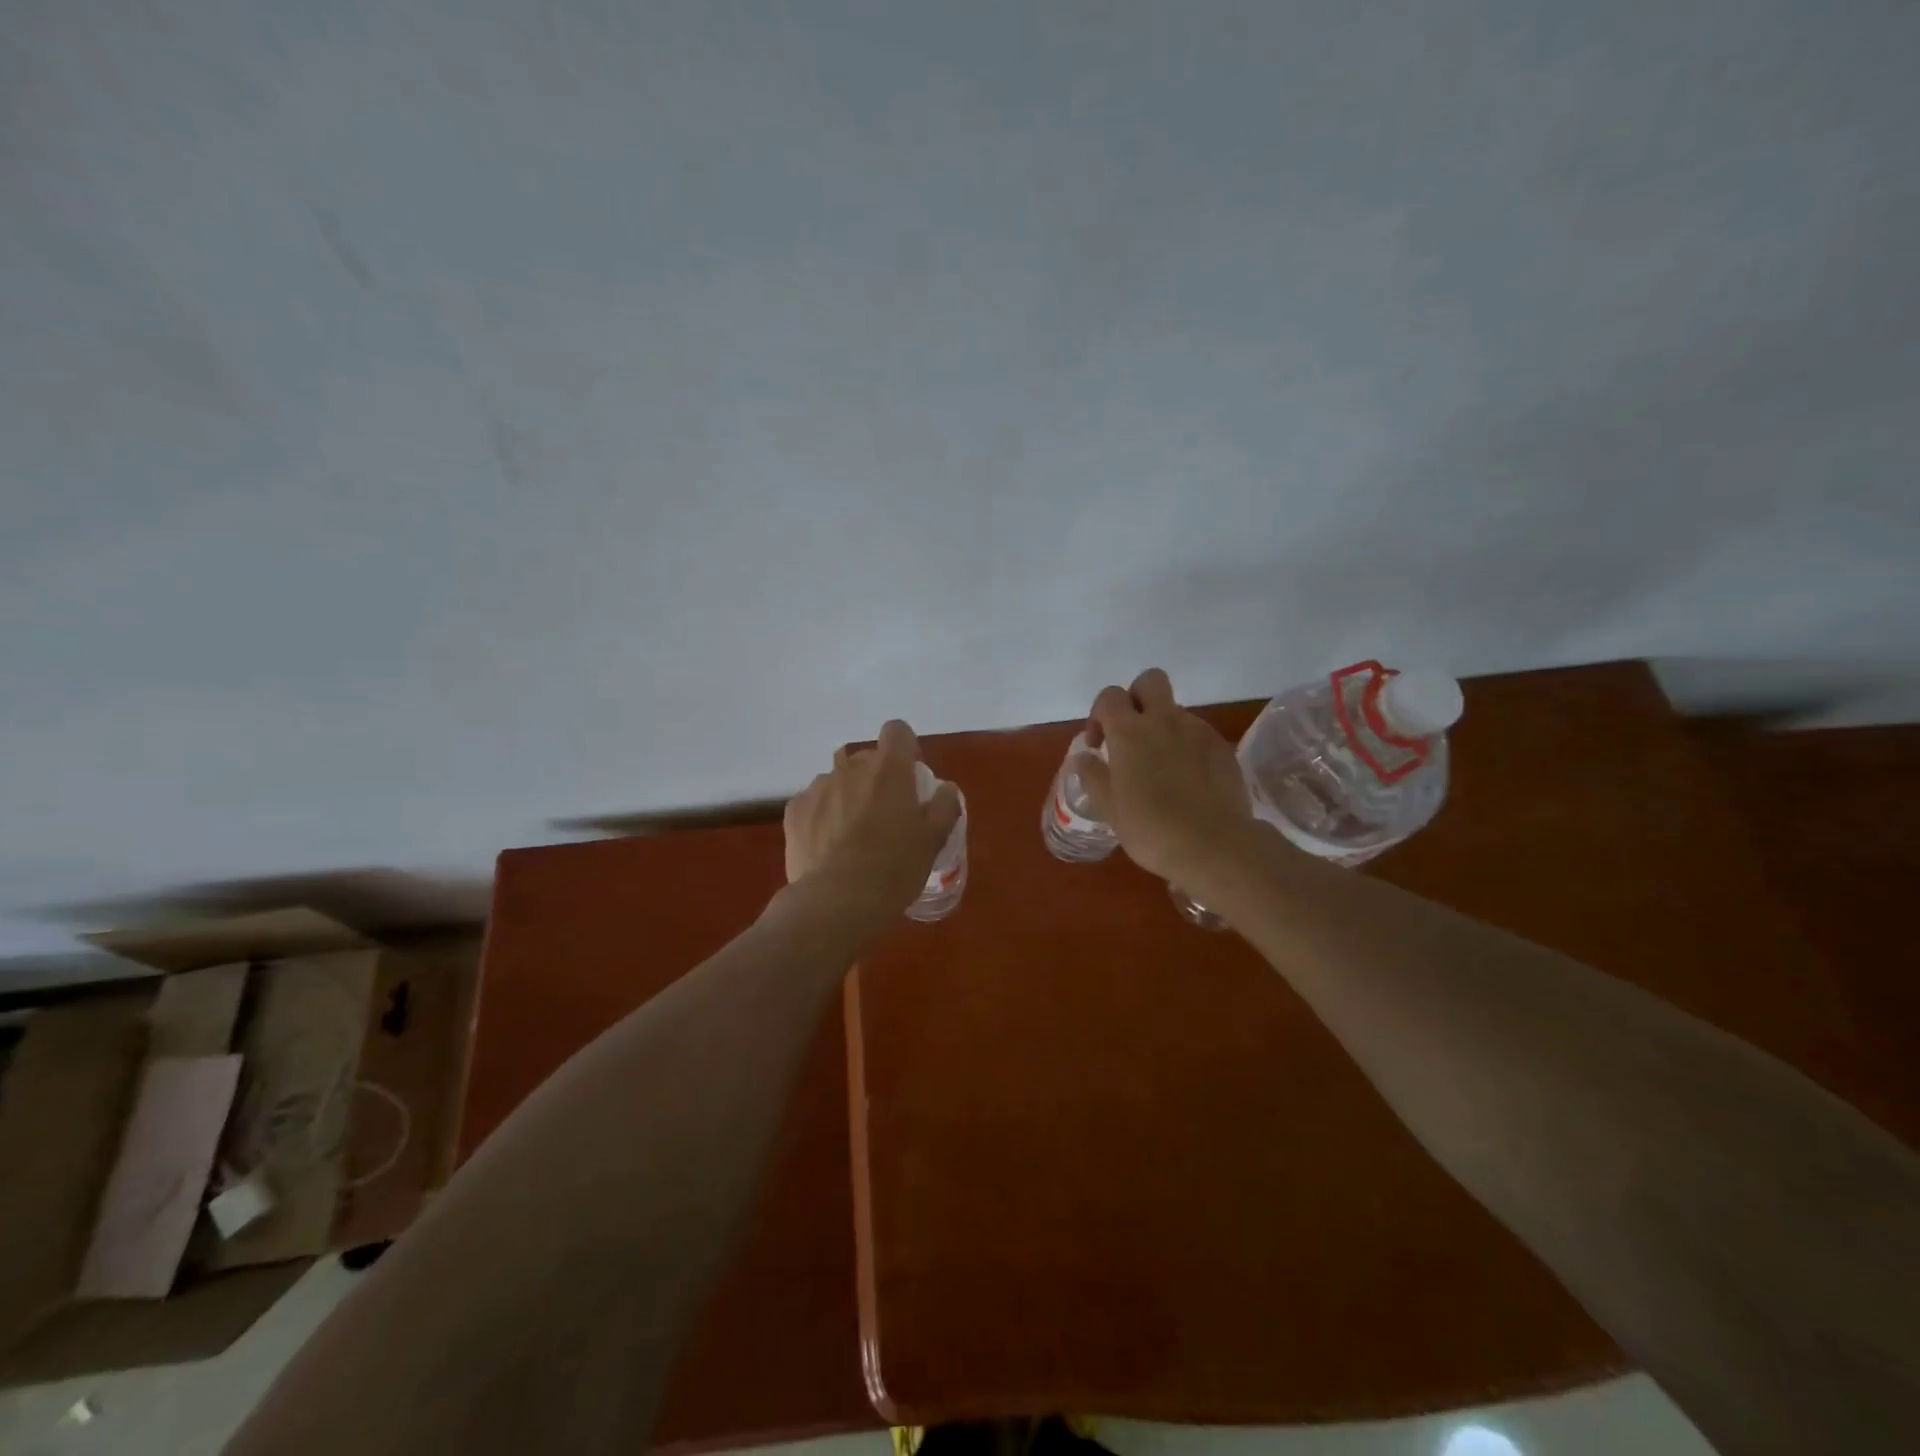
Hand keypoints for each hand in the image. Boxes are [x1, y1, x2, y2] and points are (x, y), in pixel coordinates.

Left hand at [784, 719, 961, 926]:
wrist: (835, 902)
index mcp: (889, 769)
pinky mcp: (794, 810)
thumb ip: (944, 806)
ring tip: (853, 835)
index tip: (910, 776)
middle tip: (886, 815)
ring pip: (838, 780)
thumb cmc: (894, 868)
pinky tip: (829, 846)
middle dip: (876, 778)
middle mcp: (851, 767)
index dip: (905, 748)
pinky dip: (822, 815)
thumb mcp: (933, 840)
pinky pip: (814, 802)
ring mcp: (818, 787)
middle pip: (867, 758)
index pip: (897, 731)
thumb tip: (945, 789)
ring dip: (848, 796)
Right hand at [1080, 668, 1254, 884]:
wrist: (1214, 845)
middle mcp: (1164, 720)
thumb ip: (1093, 776)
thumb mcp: (1108, 807)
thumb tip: (1085, 757)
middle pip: (1150, 681)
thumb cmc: (1150, 828)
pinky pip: (1199, 735)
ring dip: (1164, 727)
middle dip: (1137, 697)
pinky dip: (1189, 748)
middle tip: (1132, 733)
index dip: (1099, 714)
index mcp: (1129, 731)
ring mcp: (1198, 731)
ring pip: (1176, 711)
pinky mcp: (1223, 748)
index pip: (1109, 696)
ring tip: (1162, 767)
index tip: (1099, 745)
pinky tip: (1188, 781)